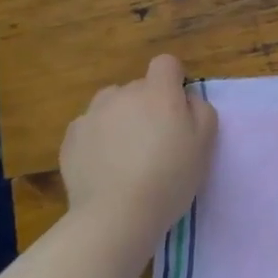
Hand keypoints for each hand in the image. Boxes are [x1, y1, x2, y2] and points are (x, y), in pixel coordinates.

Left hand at [59, 55, 217, 249]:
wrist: (116, 214)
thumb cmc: (170, 177)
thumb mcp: (205, 142)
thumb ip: (200, 110)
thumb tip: (186, 99)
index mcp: (158, 92)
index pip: (166, 63)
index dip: (173, 80)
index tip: (177, 108)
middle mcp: (123, 94)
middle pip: (138, 87)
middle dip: (147, 105)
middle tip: (155, 141)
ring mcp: (92, 114)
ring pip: (111, 105)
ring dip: (120, 118)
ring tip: (125, 152)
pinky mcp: (71, 138)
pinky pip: (89, 128)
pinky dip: (97, 139)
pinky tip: (104, 166)